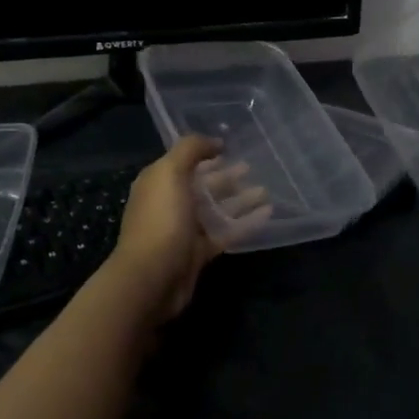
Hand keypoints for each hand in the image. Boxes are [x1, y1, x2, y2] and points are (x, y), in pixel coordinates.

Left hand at [108, 136, 262, 321]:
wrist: (152, 277)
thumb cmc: (161, 219)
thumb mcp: (170, 173)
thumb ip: (190, 149)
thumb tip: (215, 141)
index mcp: (159, 183)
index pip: (185, 162)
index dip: (207, 154)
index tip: (232, 148)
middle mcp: (171, 203)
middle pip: (204, 186)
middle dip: (227, 176)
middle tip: (254, 167)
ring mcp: (185, 230)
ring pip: (217, 209)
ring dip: (240, 199)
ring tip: (266, 191)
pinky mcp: (199, 252)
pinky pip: (226, 232)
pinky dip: (245, 223)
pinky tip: (267, 214)